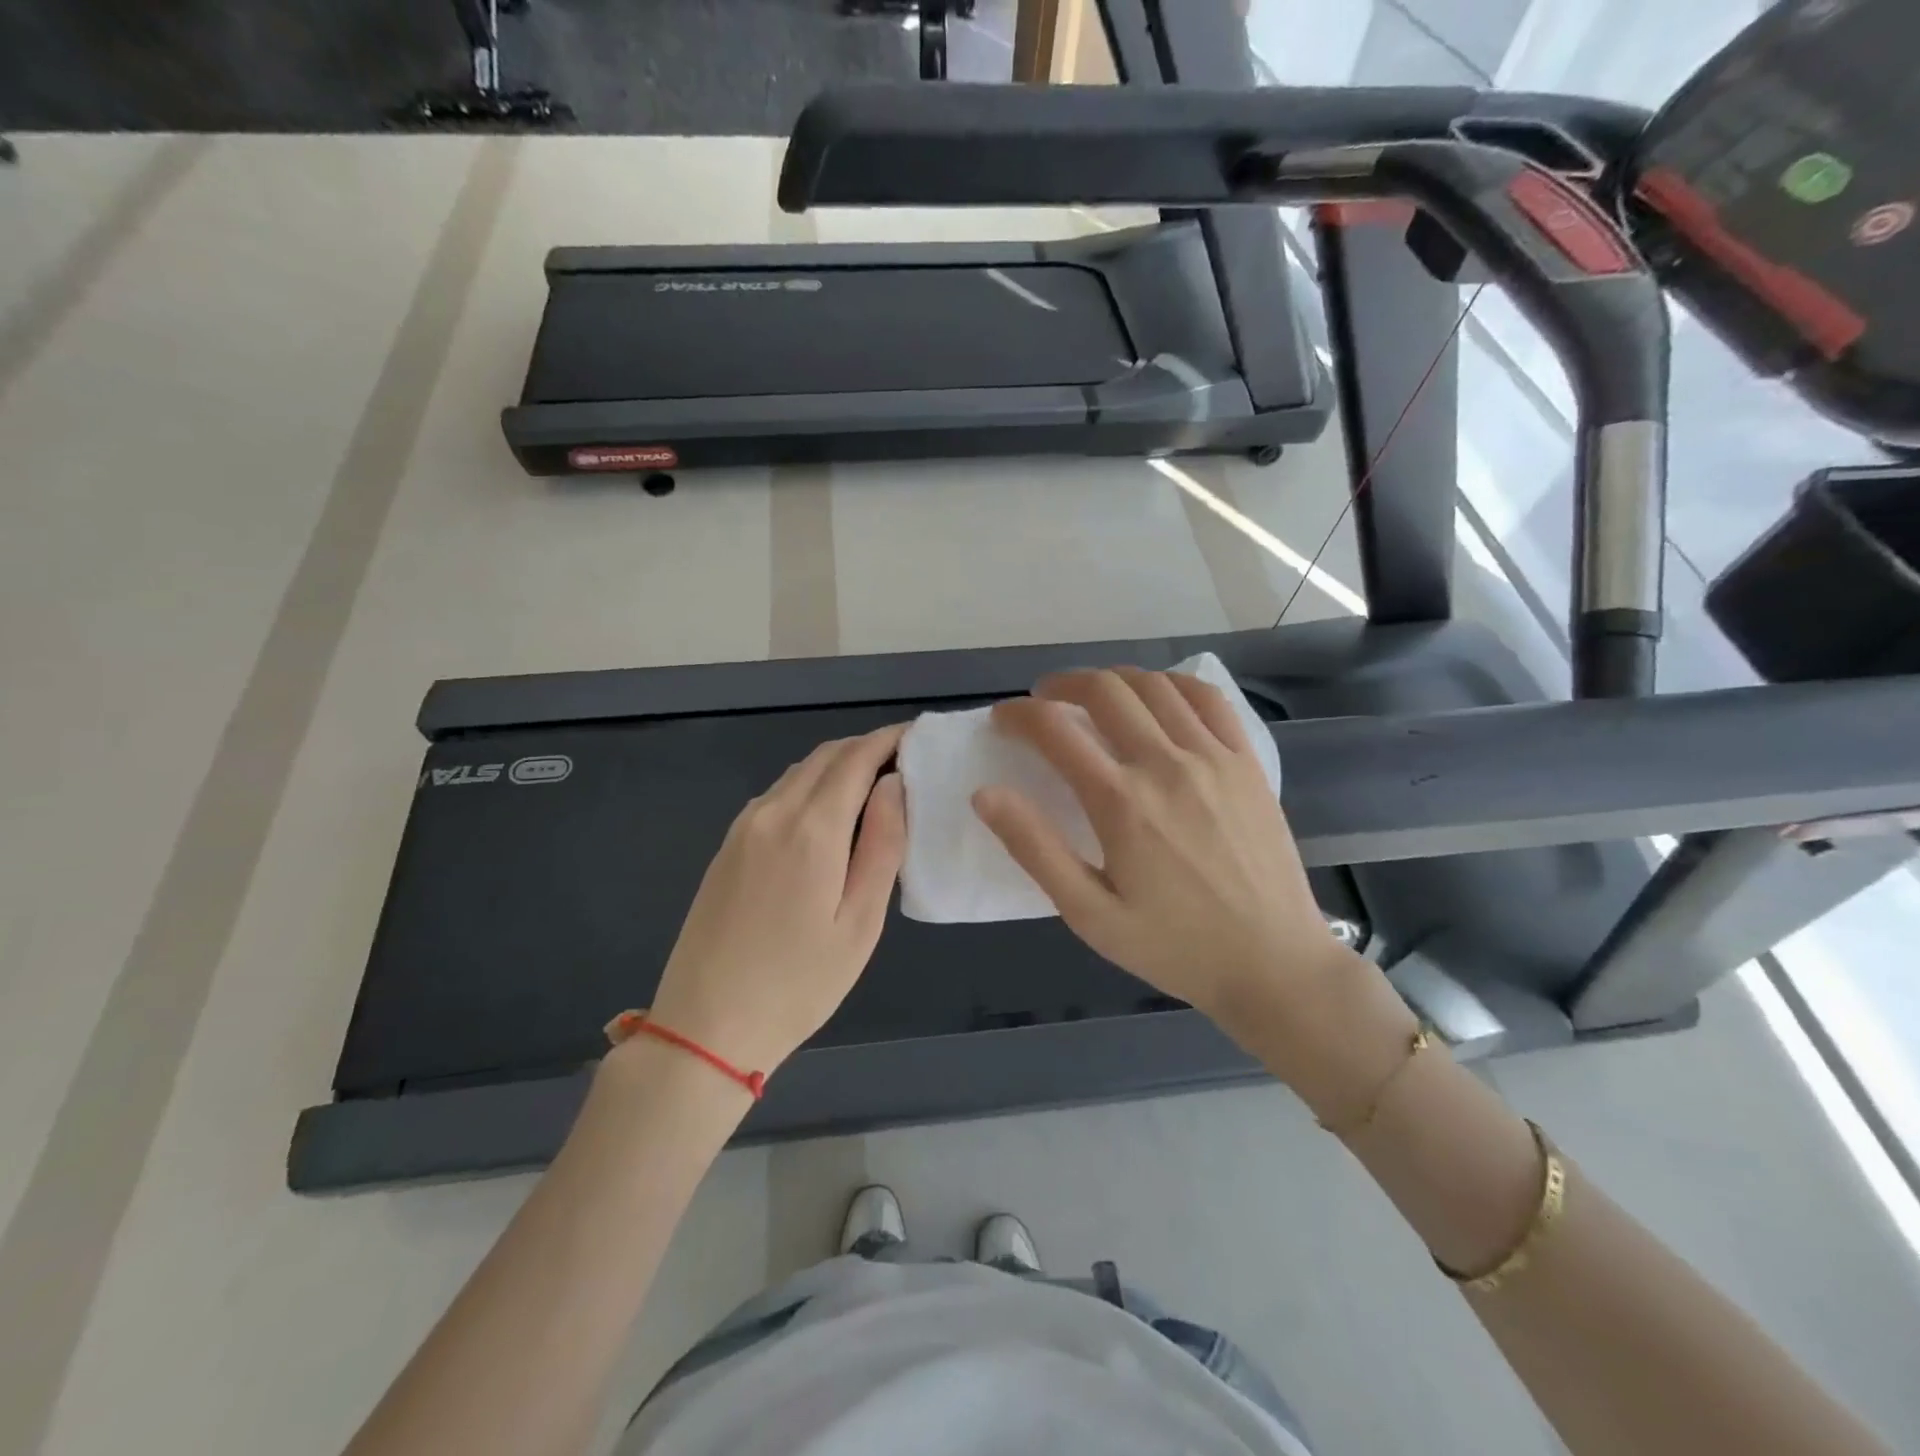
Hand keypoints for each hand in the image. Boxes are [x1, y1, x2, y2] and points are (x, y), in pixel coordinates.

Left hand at [647, 725, 906, 1075]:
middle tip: (903, 759)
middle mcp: (772, 813)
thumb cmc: (798, 983)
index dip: (889, 740)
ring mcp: (743, 827)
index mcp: (811, 828)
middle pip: (825, 756)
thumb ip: (882, 844)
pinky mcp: (727, 846)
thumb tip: (895, 785)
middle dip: (865, 747)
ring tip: (873, 784)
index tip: (918, 736)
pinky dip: (809, 785)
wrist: (705, 1026)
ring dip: (837, 765)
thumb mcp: (860, 921)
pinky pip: (776, 795)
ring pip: (797, 772)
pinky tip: (827, 813)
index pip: (856, 759)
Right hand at [973, 668, 1407, 1099]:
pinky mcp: (1247, 762)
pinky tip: (1157, 697)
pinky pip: (1207, 698)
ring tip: (1093, 697)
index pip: (1055, 730)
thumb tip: (985, 794)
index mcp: (1120, 803)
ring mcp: (1213, 757)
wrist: (1272, 963)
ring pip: (1153, 685)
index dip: (1018, 715)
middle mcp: (1165, 764)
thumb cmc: (1173, 946)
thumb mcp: (1089, 914)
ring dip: (1112, 679)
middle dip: (1061, 685)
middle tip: (1043, 701)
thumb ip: (1035, 849)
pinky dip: (1171, 683)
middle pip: (1104, 690)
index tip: (1002, 719)